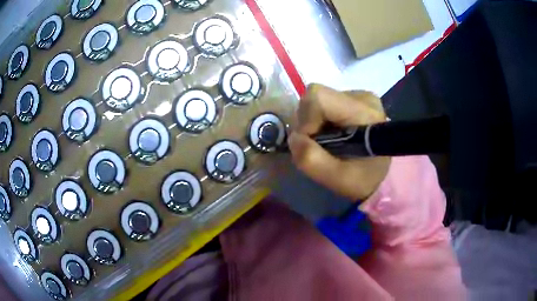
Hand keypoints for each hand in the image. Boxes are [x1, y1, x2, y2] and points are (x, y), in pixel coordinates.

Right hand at [288, 84, 390, 200]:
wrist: (383, 175)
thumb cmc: (364, 178)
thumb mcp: (338, 179)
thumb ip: (312, 160)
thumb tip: (294, 138)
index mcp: (363, 112)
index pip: (319, 97)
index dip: (307, 119)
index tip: (312, 142)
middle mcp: (362, 96)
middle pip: (316, 95)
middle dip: (308, 122)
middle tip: (318, 145)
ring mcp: (358, 95)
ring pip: (317, 99)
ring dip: (313, 122)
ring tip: (326, 141)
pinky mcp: (353, 99)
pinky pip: (324, 102)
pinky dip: (319, 120)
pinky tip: (332, 134)